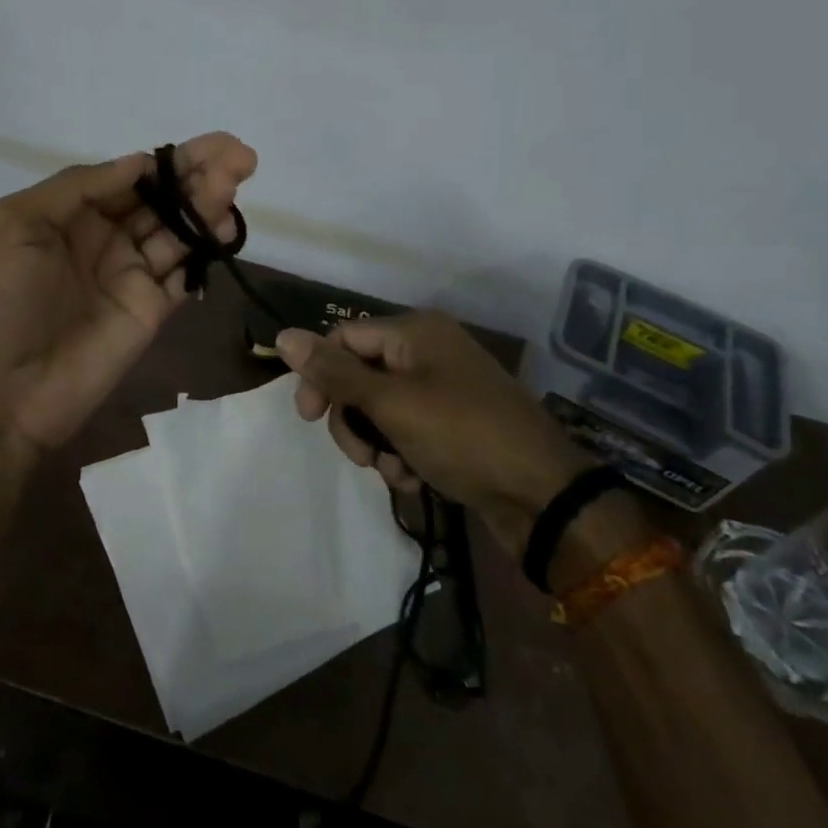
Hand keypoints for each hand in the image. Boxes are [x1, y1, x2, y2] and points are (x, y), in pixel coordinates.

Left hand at [0, 134, 257, 453]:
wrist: (2, 391)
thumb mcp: (15, 223)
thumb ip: (77, 187)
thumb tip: (137, 162)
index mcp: (71, 215)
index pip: (128, 178)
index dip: (165, 161)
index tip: (203, 146)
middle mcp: (105, 239)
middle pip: (161, 199)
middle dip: (198, 174)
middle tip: (240, 152)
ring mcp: (131, 275)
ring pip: (178, 230)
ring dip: (208, 202)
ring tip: (236, 176)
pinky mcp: (152, 309)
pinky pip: (185, 272)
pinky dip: (207, 248)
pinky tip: (224, 227)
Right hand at [276, 311, 591, 552]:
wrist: (544, 496)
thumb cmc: (462, 436)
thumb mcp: (390, 404)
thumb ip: (334, 372)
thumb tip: (283, 335)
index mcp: (414, 331)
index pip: (342, 337)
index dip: (318, 374)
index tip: (307, 418)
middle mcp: (427, 350)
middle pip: (359, 374)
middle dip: (350, 417)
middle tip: (358, 456)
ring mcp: (443, 387)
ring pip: (379, 406)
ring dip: (374, 441)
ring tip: (392, 471)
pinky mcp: (454, 421)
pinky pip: (406, 426)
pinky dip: (400, 451)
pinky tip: (412, 478)